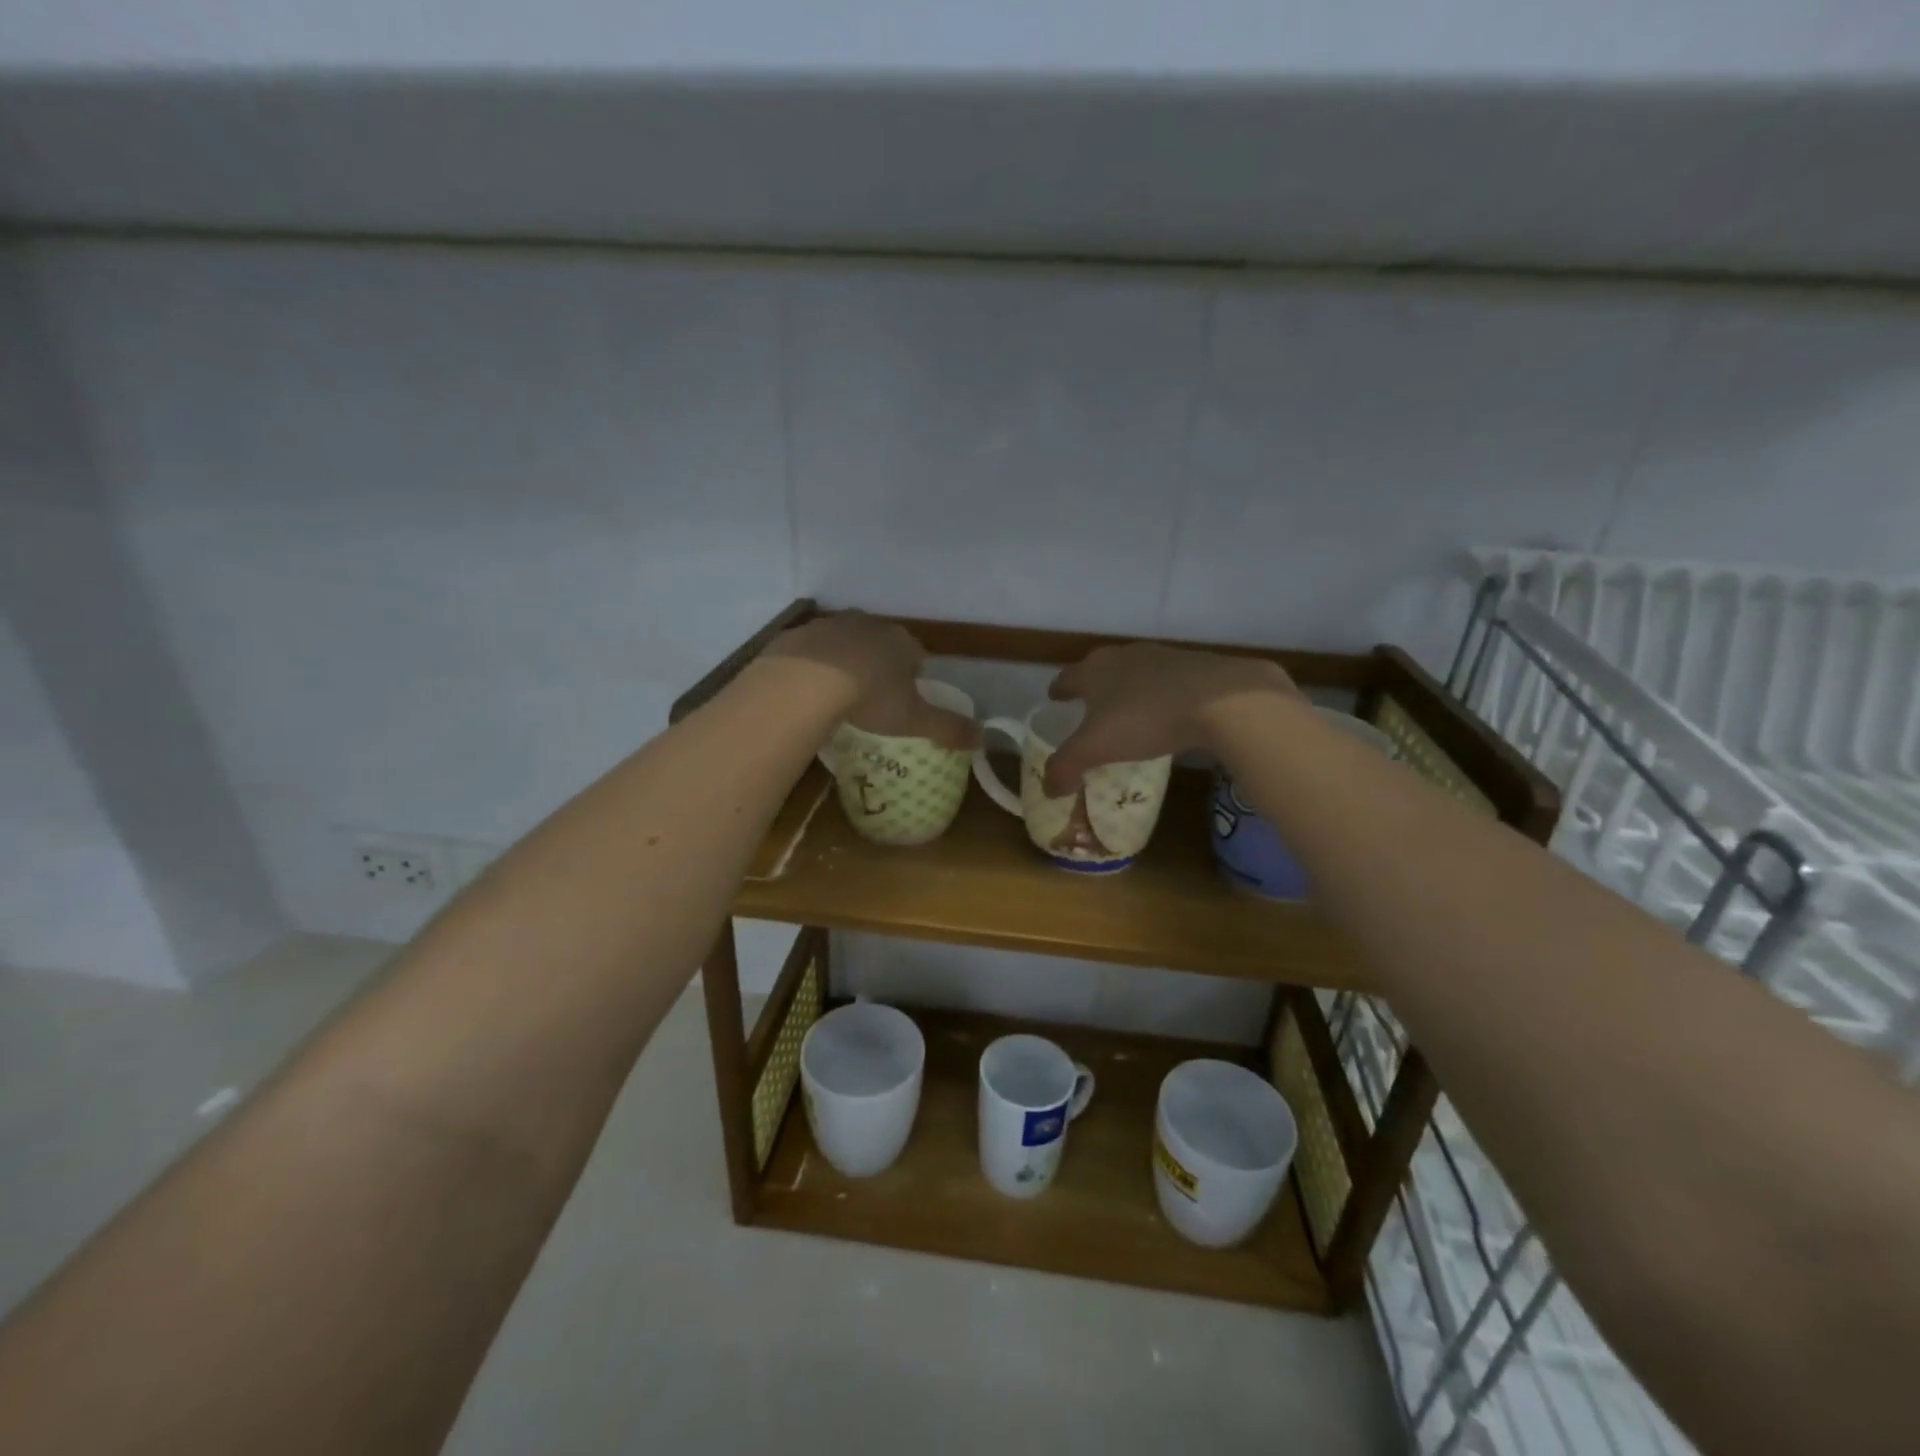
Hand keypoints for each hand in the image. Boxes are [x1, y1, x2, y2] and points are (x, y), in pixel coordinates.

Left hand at [759, 611, 979, 750]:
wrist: (805, 683)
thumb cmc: (870, 698)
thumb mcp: (914, 719)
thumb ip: (948, 728)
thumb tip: (982, 738)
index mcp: (900, 641)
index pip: (916, 653)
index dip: (913, 674)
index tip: (905, 697)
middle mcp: (867, 625)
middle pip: (880, 642)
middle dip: (879, 664)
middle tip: (872, 697)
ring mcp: (829, 625)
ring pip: (844, 643)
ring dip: (845, 661)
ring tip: (838, 694)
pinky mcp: (797, 634)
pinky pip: (810, 651)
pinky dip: (812, 666)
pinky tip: (808, 690)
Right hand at [1042, 643, 1296, 794]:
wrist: (1220, 699)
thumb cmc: (1145, 717)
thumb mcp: (1097, 747)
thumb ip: (1066, 766)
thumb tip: (1048, 789)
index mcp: (1095, 670)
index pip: (1067, 677)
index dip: (1059, 689)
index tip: (1054, 697)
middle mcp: (1125, 656)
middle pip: (1101, 669)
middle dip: (1092, 687)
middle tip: (1087, 707)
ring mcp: (1162, 658)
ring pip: (1135, 673)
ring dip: (1127, 689)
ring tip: (1126, 711)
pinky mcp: (1195, 668)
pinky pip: (1166, 682)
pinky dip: (1158, 695)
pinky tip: (1165, 714)